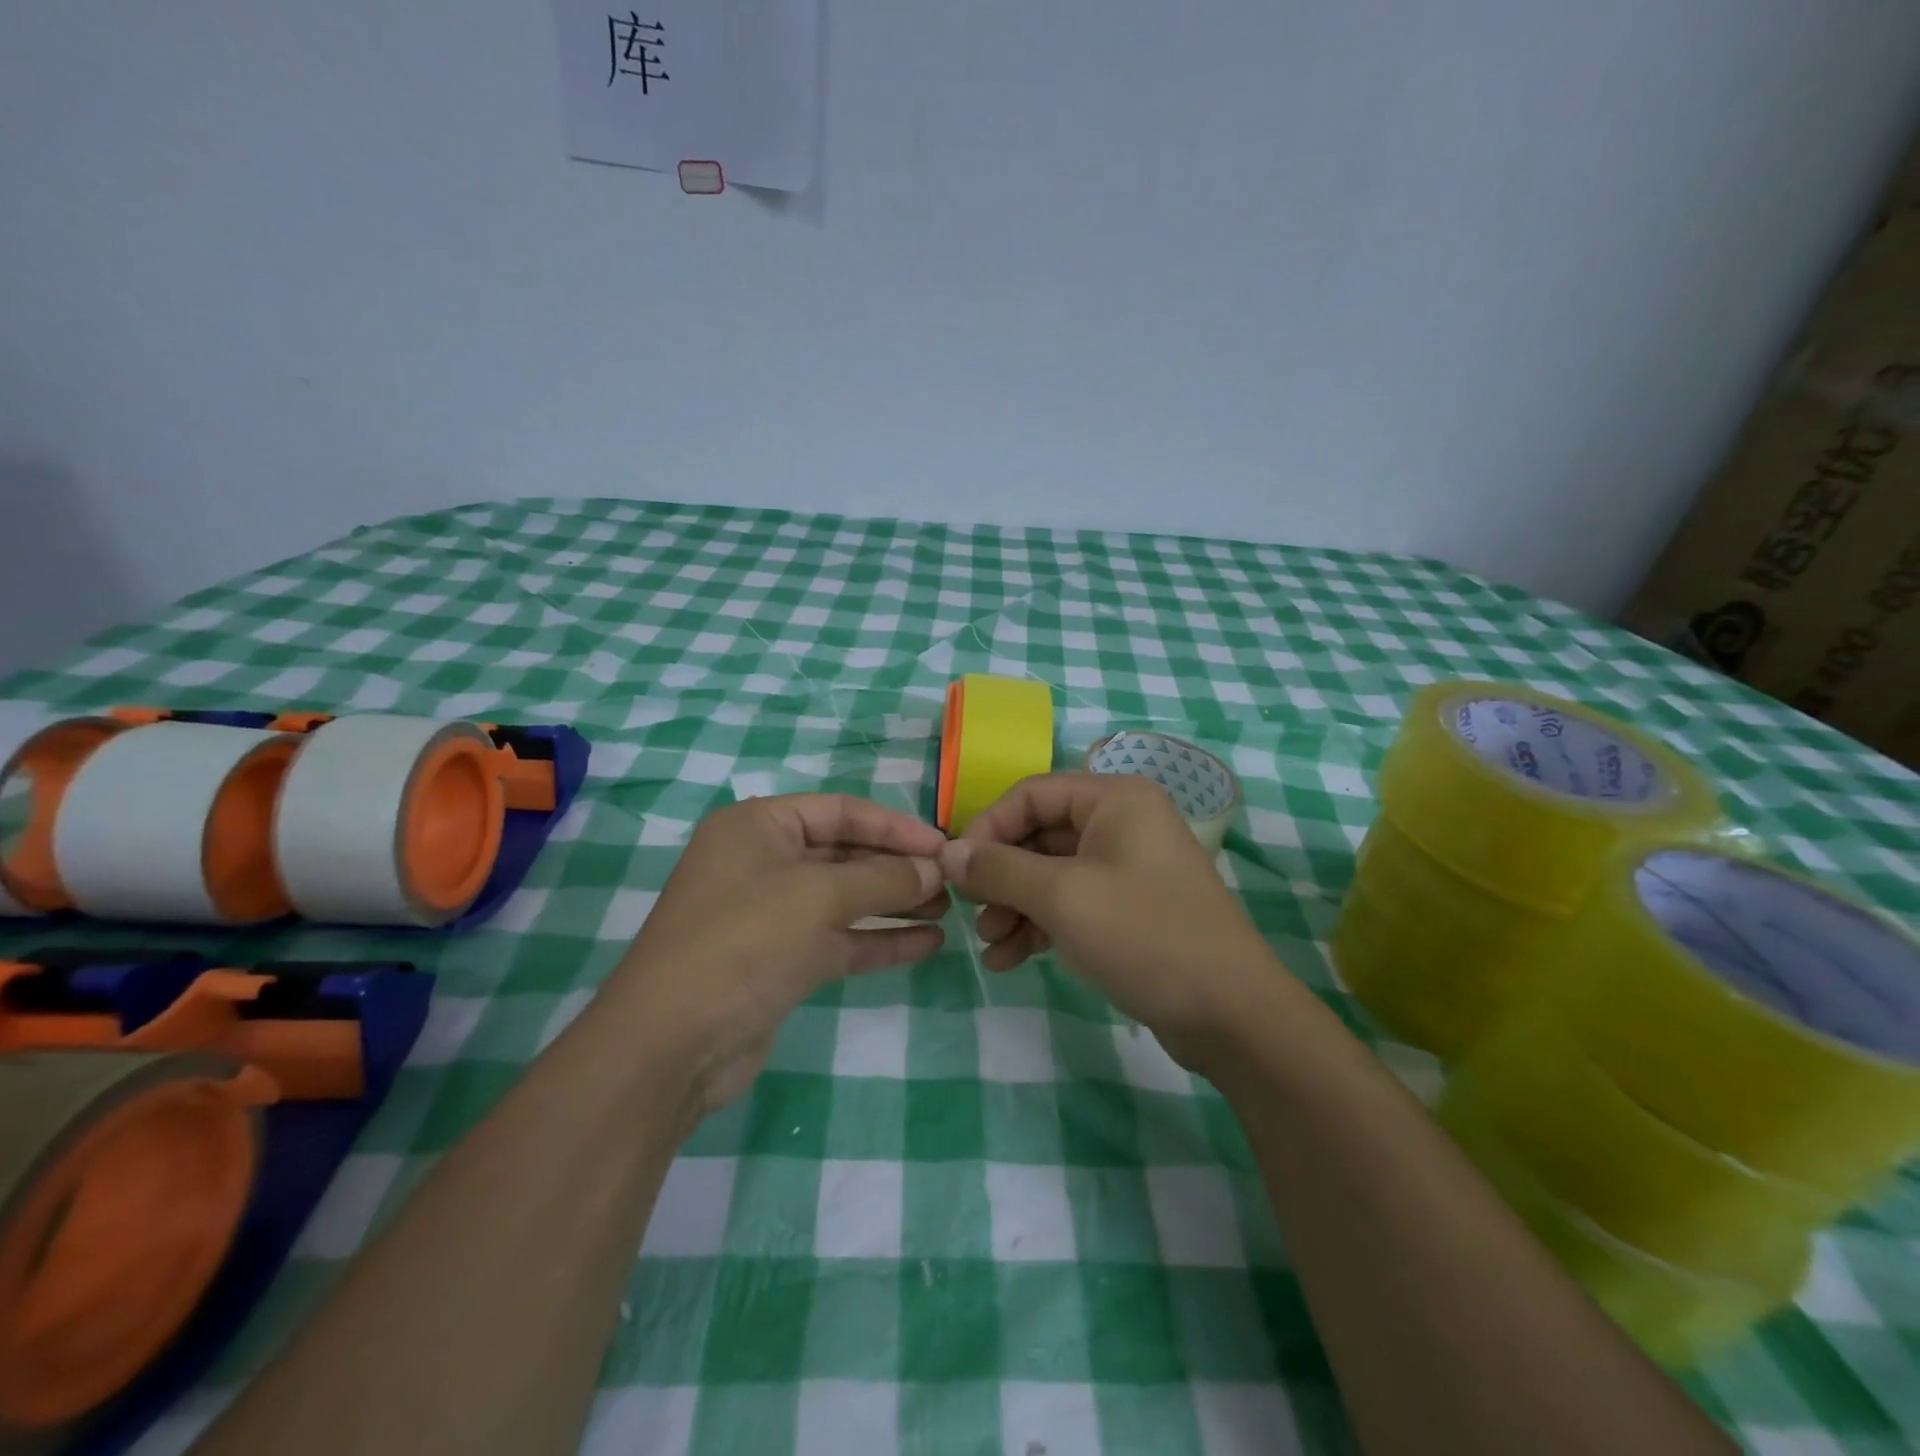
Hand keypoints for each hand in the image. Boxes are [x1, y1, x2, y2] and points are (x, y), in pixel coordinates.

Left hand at [614, 794, 948, 1113]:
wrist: (673, 1044)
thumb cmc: (744, 941)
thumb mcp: (819, 897)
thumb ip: (884, 879)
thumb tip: (936, 870)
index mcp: (759, 826)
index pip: (841, 811)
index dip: (895, 825)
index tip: (942, 846)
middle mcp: (763, 862)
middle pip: (845, 853)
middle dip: (897, 866)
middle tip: (951, 881)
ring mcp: (771, 914)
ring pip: (845, 898)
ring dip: (894, 903)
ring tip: (948, 910)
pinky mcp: (781, 961)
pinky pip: (839, 939)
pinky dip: (879, 940)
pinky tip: (927, 943)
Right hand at [939, 773, 1275, 1066]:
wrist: (1230, 1014)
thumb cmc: (1144, 936)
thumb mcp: (1062, 897)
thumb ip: (999, 869)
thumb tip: (947, 853)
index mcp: (1115, 799)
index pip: (1031, 793)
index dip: (988, 827)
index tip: (956, 870)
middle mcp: (1122, 823)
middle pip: (1039, 834)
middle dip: (1000, 875)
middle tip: (972, 912)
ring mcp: (1128, 867)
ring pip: (1051, 872)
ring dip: (1014, 905)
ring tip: (990, 945)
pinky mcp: (1129, 908)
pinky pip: (1071, 902)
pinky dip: (1039, 925)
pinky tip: (1010, 960)